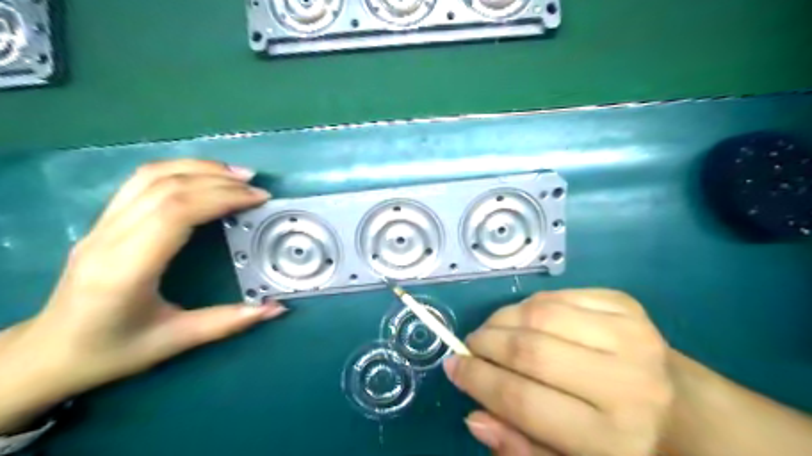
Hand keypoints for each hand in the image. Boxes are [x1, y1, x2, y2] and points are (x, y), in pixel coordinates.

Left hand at [0, 159, 284, 412]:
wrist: (47, 354)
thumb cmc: (111, 351)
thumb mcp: (175, 341)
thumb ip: (229, 321)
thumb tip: (277, 308)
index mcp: (125, 269)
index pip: (175, 213)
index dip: (221, 198)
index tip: (258, 200)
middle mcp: (108, 238)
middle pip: (166, 188)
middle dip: (218, 181)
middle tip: (256, 187)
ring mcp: (101, 225)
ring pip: (150, 176)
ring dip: (198, 168)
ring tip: (236, 175)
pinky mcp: (103, 221)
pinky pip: (140, 182)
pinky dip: (178, 170)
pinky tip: (203, 176)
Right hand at [443, 289, 672, 455]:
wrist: (688, 410)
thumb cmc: (624, 444)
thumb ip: (521, 447)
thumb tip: (475, 416)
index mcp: (612, 438)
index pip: (523, 401)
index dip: (478, 380)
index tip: (454, 366)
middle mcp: (625, 383)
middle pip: (530, 352)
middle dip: (485, 344)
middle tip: (470, 345)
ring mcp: (629, 335)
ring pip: (540, 315)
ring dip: (502, 319)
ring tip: (492, 330)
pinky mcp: (626, 305)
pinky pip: (558, 295)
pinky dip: (529, 304)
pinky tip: (525, 318)